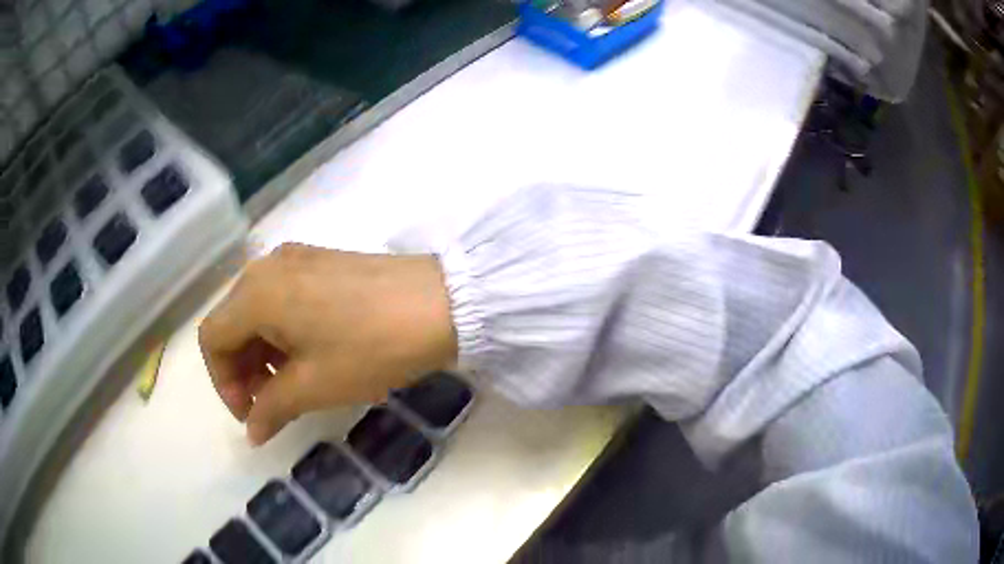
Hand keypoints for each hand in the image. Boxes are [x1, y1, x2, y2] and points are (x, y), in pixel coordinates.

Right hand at [198, 243, 456, 444]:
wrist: (442, 303)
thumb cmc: (370, 347)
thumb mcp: (315, 386)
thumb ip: (271, 409)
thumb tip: (252, 431)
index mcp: (255, 292)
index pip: (212, 338)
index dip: (222, 382)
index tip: (251, 414)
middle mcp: (266, 265)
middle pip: (232, 322)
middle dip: (242, 369)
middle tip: (270, 406)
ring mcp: (295, 257)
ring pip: (257, 310)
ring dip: (262, 352)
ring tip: (291, 385)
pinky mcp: (320, 259)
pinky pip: (282, 297)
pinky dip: (282, 331)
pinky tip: (309, 355)